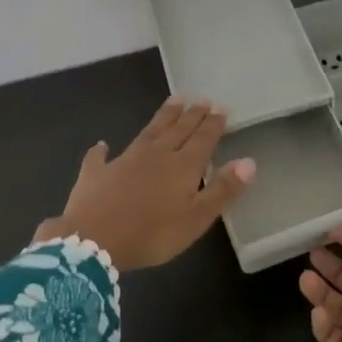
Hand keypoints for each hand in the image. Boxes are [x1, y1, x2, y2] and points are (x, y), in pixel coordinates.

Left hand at [33, 97, 256, 271]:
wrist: (93, 241)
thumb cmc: (152, 234)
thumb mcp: (196, 218)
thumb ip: (222, 189)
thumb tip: (249, 161)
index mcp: (182, 166)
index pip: (202, 139)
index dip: (213, 124)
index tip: (221, 108)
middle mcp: (155, 155)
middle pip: (177, 130)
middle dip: (191, 115)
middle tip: (201, 99)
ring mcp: (124, 161)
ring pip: (148, 132)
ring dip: (162, 117)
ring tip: (173, 101)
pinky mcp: (96, 173)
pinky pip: (99, 157)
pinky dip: (102, 150)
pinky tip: (102, 145)